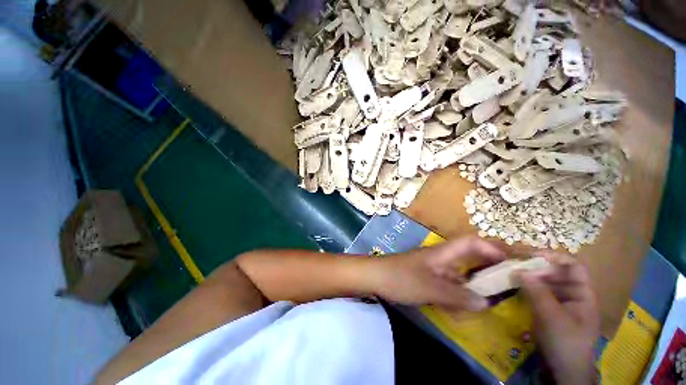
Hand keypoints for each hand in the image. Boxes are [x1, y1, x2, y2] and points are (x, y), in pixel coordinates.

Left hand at [372, 237, 505, 310]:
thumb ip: (458, 296)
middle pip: (469, 255)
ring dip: (478, 279)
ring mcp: (434, 268)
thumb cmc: (401, 277)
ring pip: (461, 270)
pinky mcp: (428, 277)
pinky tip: (470, 302)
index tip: (510, 261)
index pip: (471, 242)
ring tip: (498, 293)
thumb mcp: (431, 288)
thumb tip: (486, 303)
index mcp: (442, 253)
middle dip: (490, 264)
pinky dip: (463, 290)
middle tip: (511, 278)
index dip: (491, 248)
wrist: (376, 276)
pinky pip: (451, 282)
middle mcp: (441, 257)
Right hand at [519, 253, 599, 384]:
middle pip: (556, 272)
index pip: (573, 266)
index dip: (555, 257)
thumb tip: (519, 270)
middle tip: (514, 264)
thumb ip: (537, 292)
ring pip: (544, 281)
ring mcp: (559, 301)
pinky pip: (537, 291)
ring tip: (510, 272)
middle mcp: (571, 294)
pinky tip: (514, 284)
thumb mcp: (552, 317)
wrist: (562, 369)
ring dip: (529, 275)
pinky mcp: (547, 308)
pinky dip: (526, 285)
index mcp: (582, 294)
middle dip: (536, 266)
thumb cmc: (565, 342)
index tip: (531, 255)